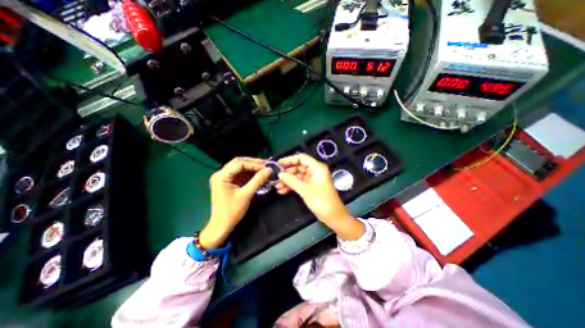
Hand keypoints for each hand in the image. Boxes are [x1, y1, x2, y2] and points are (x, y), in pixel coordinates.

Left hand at [200, 157, 270, 247]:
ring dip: (252, 168)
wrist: (221, 226)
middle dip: (253, 163)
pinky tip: (258, 176)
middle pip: (239, 163)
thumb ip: (258, 180)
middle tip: (266, 165)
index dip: (254, 164)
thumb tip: (269, 170)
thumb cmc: (232, 211)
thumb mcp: (246, 194)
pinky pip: (240, 175)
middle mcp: (221, 174)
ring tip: (264, 170)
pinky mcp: (228, 183)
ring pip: (240, 168)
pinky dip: (249, 175)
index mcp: (221, 176)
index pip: (240, 163)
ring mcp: (224, 178)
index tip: (267, 167)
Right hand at [275, 154, 364, 240]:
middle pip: (298, 167)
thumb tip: (279, 174)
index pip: (301, 158)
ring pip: (297, 176)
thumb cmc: (321, 201)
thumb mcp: (305, 190)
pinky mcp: (310, 187)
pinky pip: (298, 183)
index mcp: (317, 168)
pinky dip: (291, 186)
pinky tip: (282, 191)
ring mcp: (312, 180)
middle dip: (287, 172)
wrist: (333, 216)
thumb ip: (291, 181)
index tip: (278, 164)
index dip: (289, 160)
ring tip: (277, 186)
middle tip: (276, 177)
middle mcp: (314, 171)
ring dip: (287, 180)